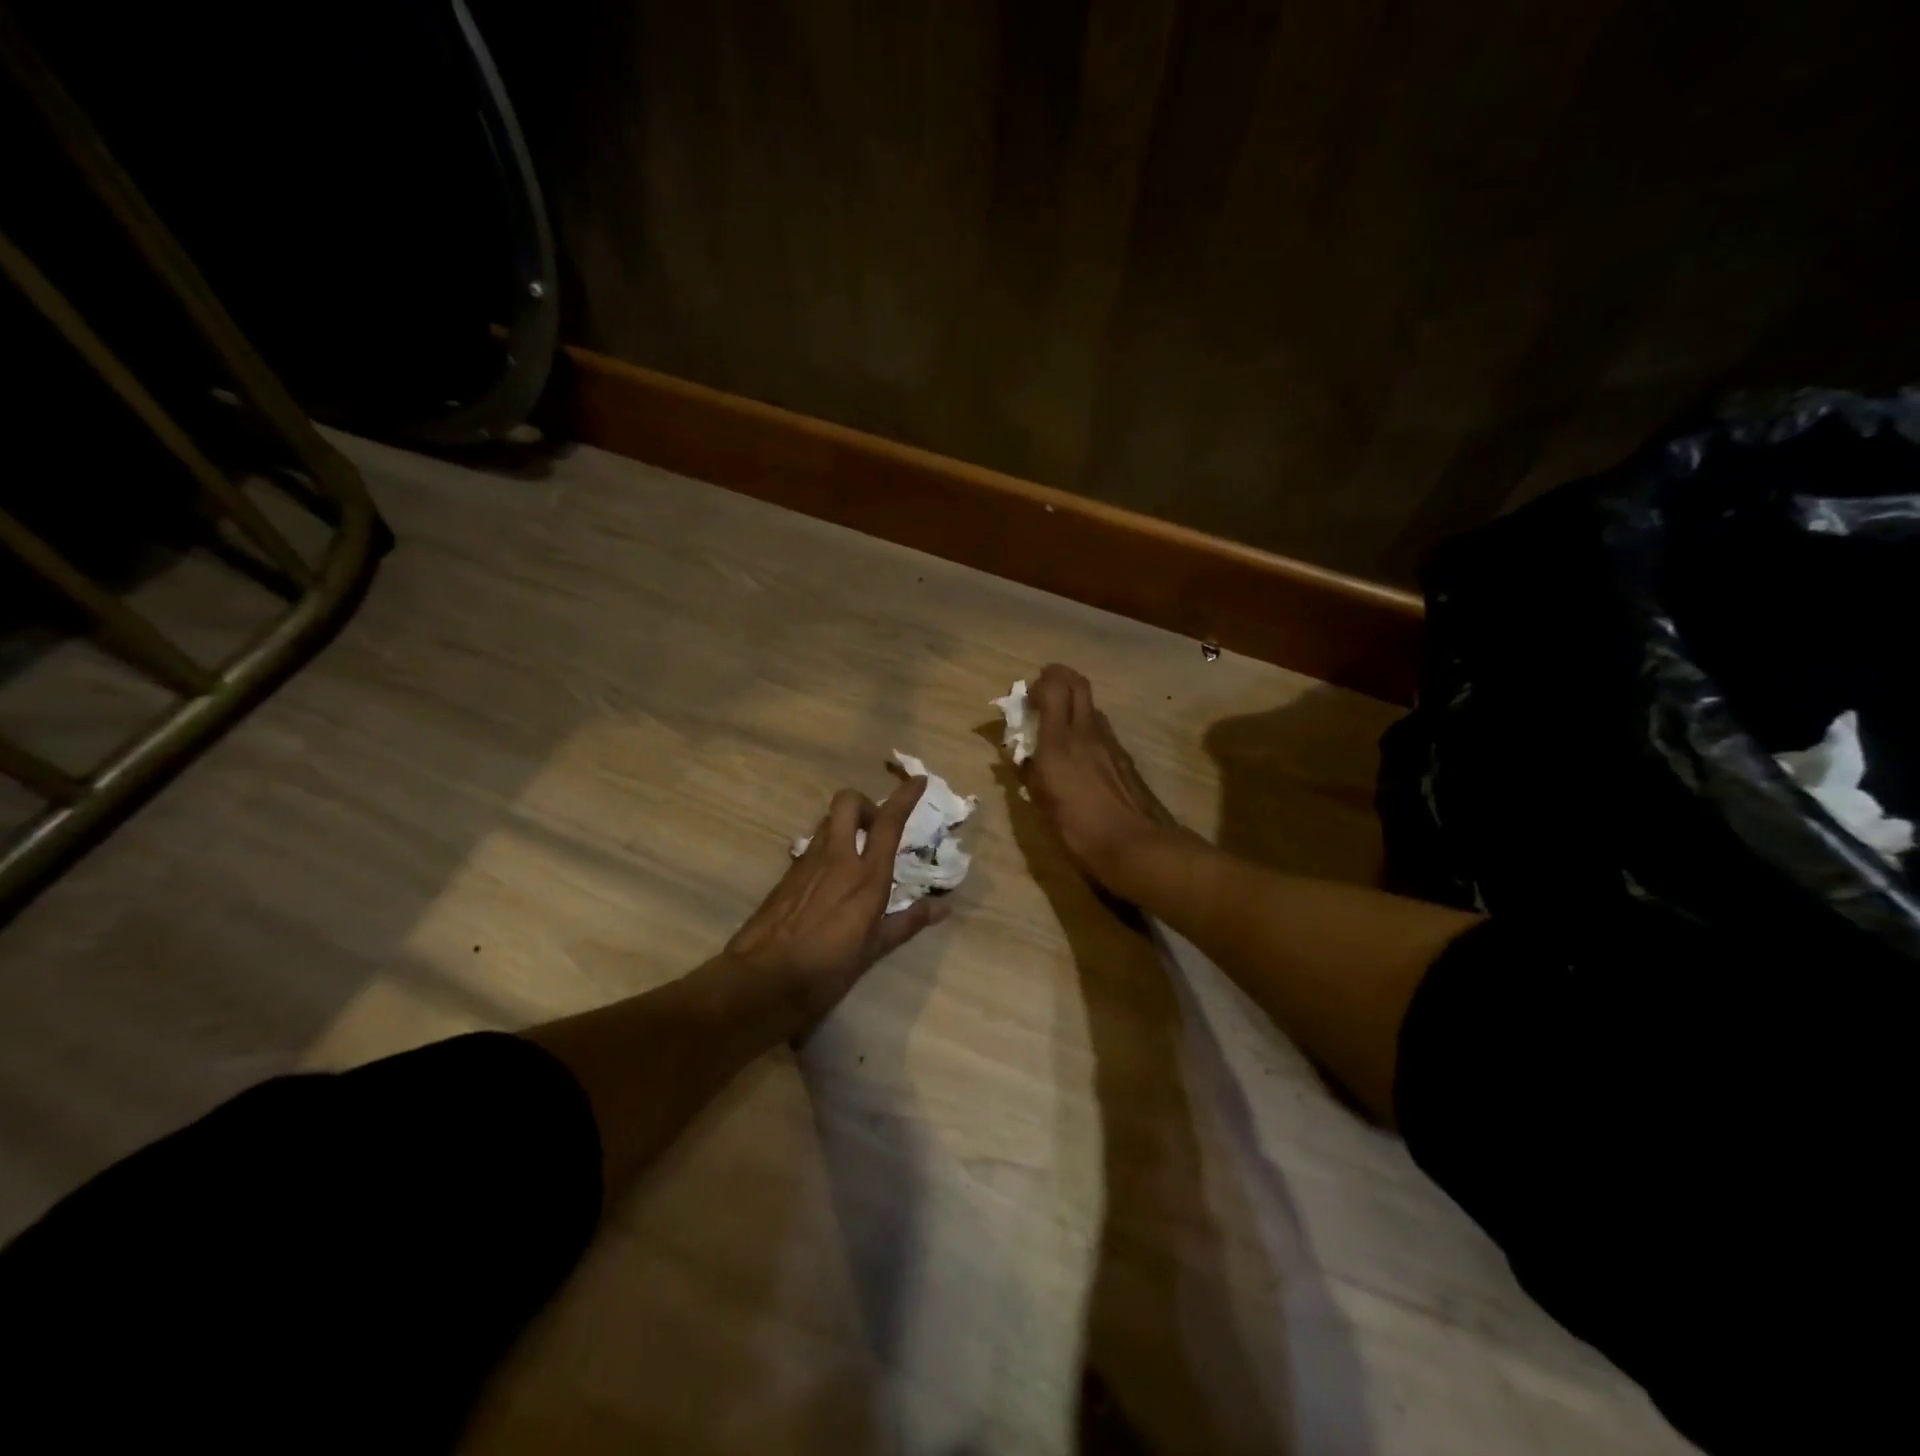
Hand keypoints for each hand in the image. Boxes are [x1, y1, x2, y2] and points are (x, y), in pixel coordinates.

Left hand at [726, 777, 946, 1028]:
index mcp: (866, 876)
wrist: (763, 980)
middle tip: (874, 829)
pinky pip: (811, 847)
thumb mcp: (874, 950)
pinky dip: (826, 850)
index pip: (888, 822)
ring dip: (844, 826)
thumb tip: (943, 908)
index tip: (919, 781)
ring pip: (827, 822)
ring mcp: (807, 863)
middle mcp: (837, 858)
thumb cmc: (827, 968)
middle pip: (848, 802)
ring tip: (855, 855)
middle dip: (864, 804)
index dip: (905, 796)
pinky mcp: (786, 875)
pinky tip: (829, 882)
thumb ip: (908, 922)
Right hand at [1027, 664, 1179, 886]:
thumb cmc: (1078, 829)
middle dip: (1058, 678)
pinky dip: (1087, 727)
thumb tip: (1019, 757)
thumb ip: (1028, 772)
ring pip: (1092, 705)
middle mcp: (1086, 732)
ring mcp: (1110, 742)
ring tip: (1059, 727)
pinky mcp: (1124, 756)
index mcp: (1059, 742)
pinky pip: (1102, 729)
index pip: (1053, 687)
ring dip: (1074, 704)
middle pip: (1077, 683)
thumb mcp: (1041, 803)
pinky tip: (1081, 754)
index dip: (1038, 683)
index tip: (1026, 699)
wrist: (1134, 844)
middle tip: (1043, 695)